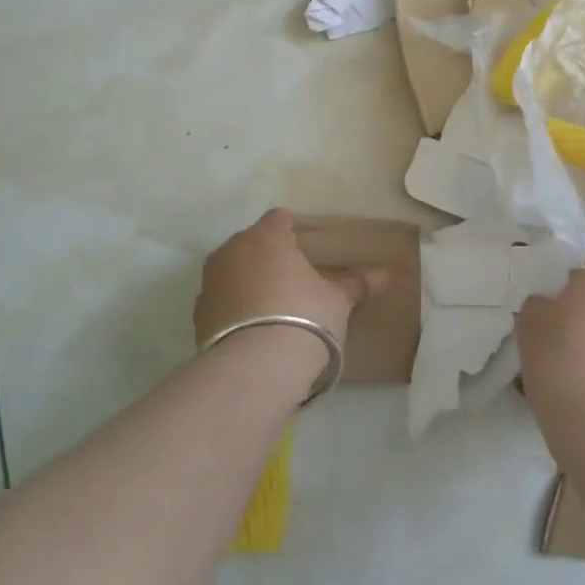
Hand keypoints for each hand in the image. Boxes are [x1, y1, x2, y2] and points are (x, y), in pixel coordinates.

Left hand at [194, 209, 385, 348]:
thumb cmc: (305, 317)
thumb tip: (386, 275)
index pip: (278, 219)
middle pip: (251, 242)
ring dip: (247, 279)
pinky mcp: (198, 313)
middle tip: (291, 277)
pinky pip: (221, 300)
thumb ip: (357, 284)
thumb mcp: (338, 301)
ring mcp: (210, 281)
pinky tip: (251, 327)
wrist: (256, 366)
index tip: (305, 246)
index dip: (292, 229)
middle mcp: (233, 250)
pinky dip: (233, 306)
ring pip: (232, 270)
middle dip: (267, 254)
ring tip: (270, 305)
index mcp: (267, 236)